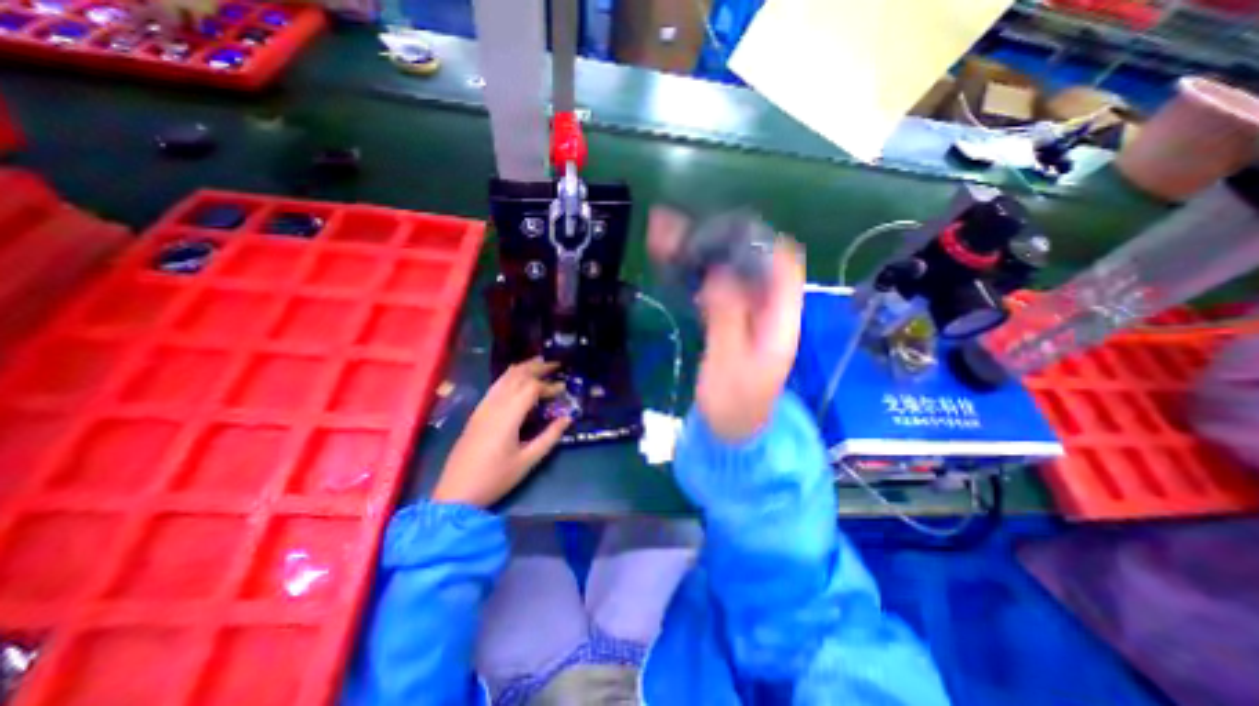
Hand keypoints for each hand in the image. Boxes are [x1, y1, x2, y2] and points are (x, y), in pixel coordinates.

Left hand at [434, 358, 569, 507]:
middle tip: (556, 365)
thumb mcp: (527, 461)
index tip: (564, 389)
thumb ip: (549, 437)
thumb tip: (567, 418)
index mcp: (508, 416)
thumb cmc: (495, 478)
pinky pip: (495, 386)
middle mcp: (494, 405)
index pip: (531, 389)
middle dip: (537, 367)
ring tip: (539, 363)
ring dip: (523, 368)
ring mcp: (483, 407)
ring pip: (504, 378)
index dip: (549, 386)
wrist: (456, 493)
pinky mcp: (477, 413)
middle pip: (517, 376)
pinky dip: (510, 376)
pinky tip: (517, 379)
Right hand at [693, 239, 799, 439]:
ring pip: (732, 277)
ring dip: (706, 258)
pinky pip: (719, 292)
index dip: (761, 242)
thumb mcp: (730, 364)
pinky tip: (680, 268)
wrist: (732, 430)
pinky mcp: (733, 324)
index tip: (726, 228)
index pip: (785, 267)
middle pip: (753, 266)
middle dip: (722, 245)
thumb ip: (727, 319)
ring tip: (674, 240)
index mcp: (781, 322)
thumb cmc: (735, 405)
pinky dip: (700, 277)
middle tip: (686, 229)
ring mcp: (751, 318)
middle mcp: (770, 313)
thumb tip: (719, 273)